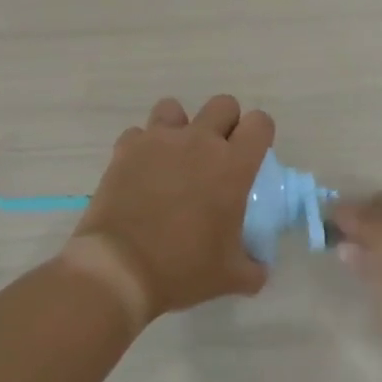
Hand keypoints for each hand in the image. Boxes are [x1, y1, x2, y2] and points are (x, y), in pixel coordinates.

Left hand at [64, 95, 275, 328]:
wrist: (121, 268)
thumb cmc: (183, 269)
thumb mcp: (230, 277)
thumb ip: (253, 267)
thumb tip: (259, 268)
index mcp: (233, 165)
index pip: (260, 123)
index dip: (260, 134)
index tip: (253, 155)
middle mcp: (198, 141)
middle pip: (222, 104)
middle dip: (225, 123)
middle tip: (217, 156)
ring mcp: (159, 140)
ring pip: (175, 108)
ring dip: (180, 126)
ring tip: (175, 156)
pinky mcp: (126, 148)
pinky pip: (139, 133)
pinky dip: (143, 147)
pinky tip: (142, 171)